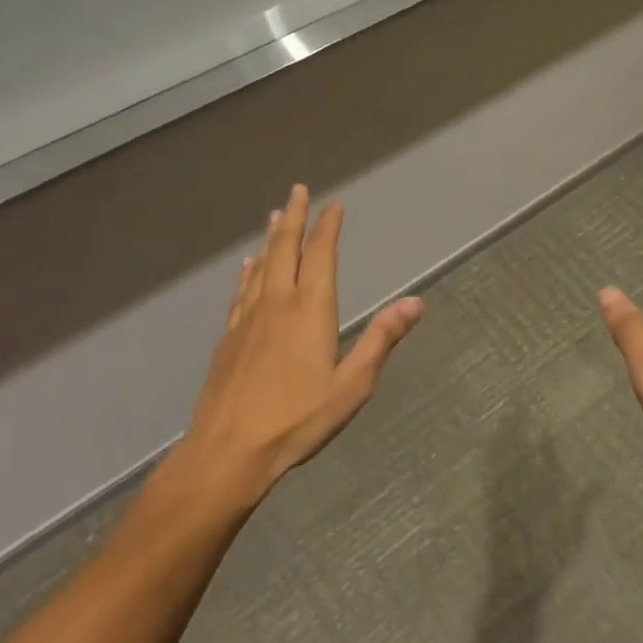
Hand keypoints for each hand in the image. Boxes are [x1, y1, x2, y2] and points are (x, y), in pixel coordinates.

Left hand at [178, 184, 422, 506]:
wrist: (227, 451)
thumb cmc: (296, 420)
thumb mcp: (352, 386)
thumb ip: (381, 340)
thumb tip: (415, 301)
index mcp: (310, 310)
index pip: (321, 256)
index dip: (328, 227)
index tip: (333, 204)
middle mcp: (277, 302)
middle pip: (285, 248)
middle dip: (294, 217)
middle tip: (297, 191)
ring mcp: (248, 318)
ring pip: (261, 265)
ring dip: (271, 237)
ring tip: (274, 216)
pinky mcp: (229, 336)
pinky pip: (242, 289)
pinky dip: (249, 271)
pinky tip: (247, 266)